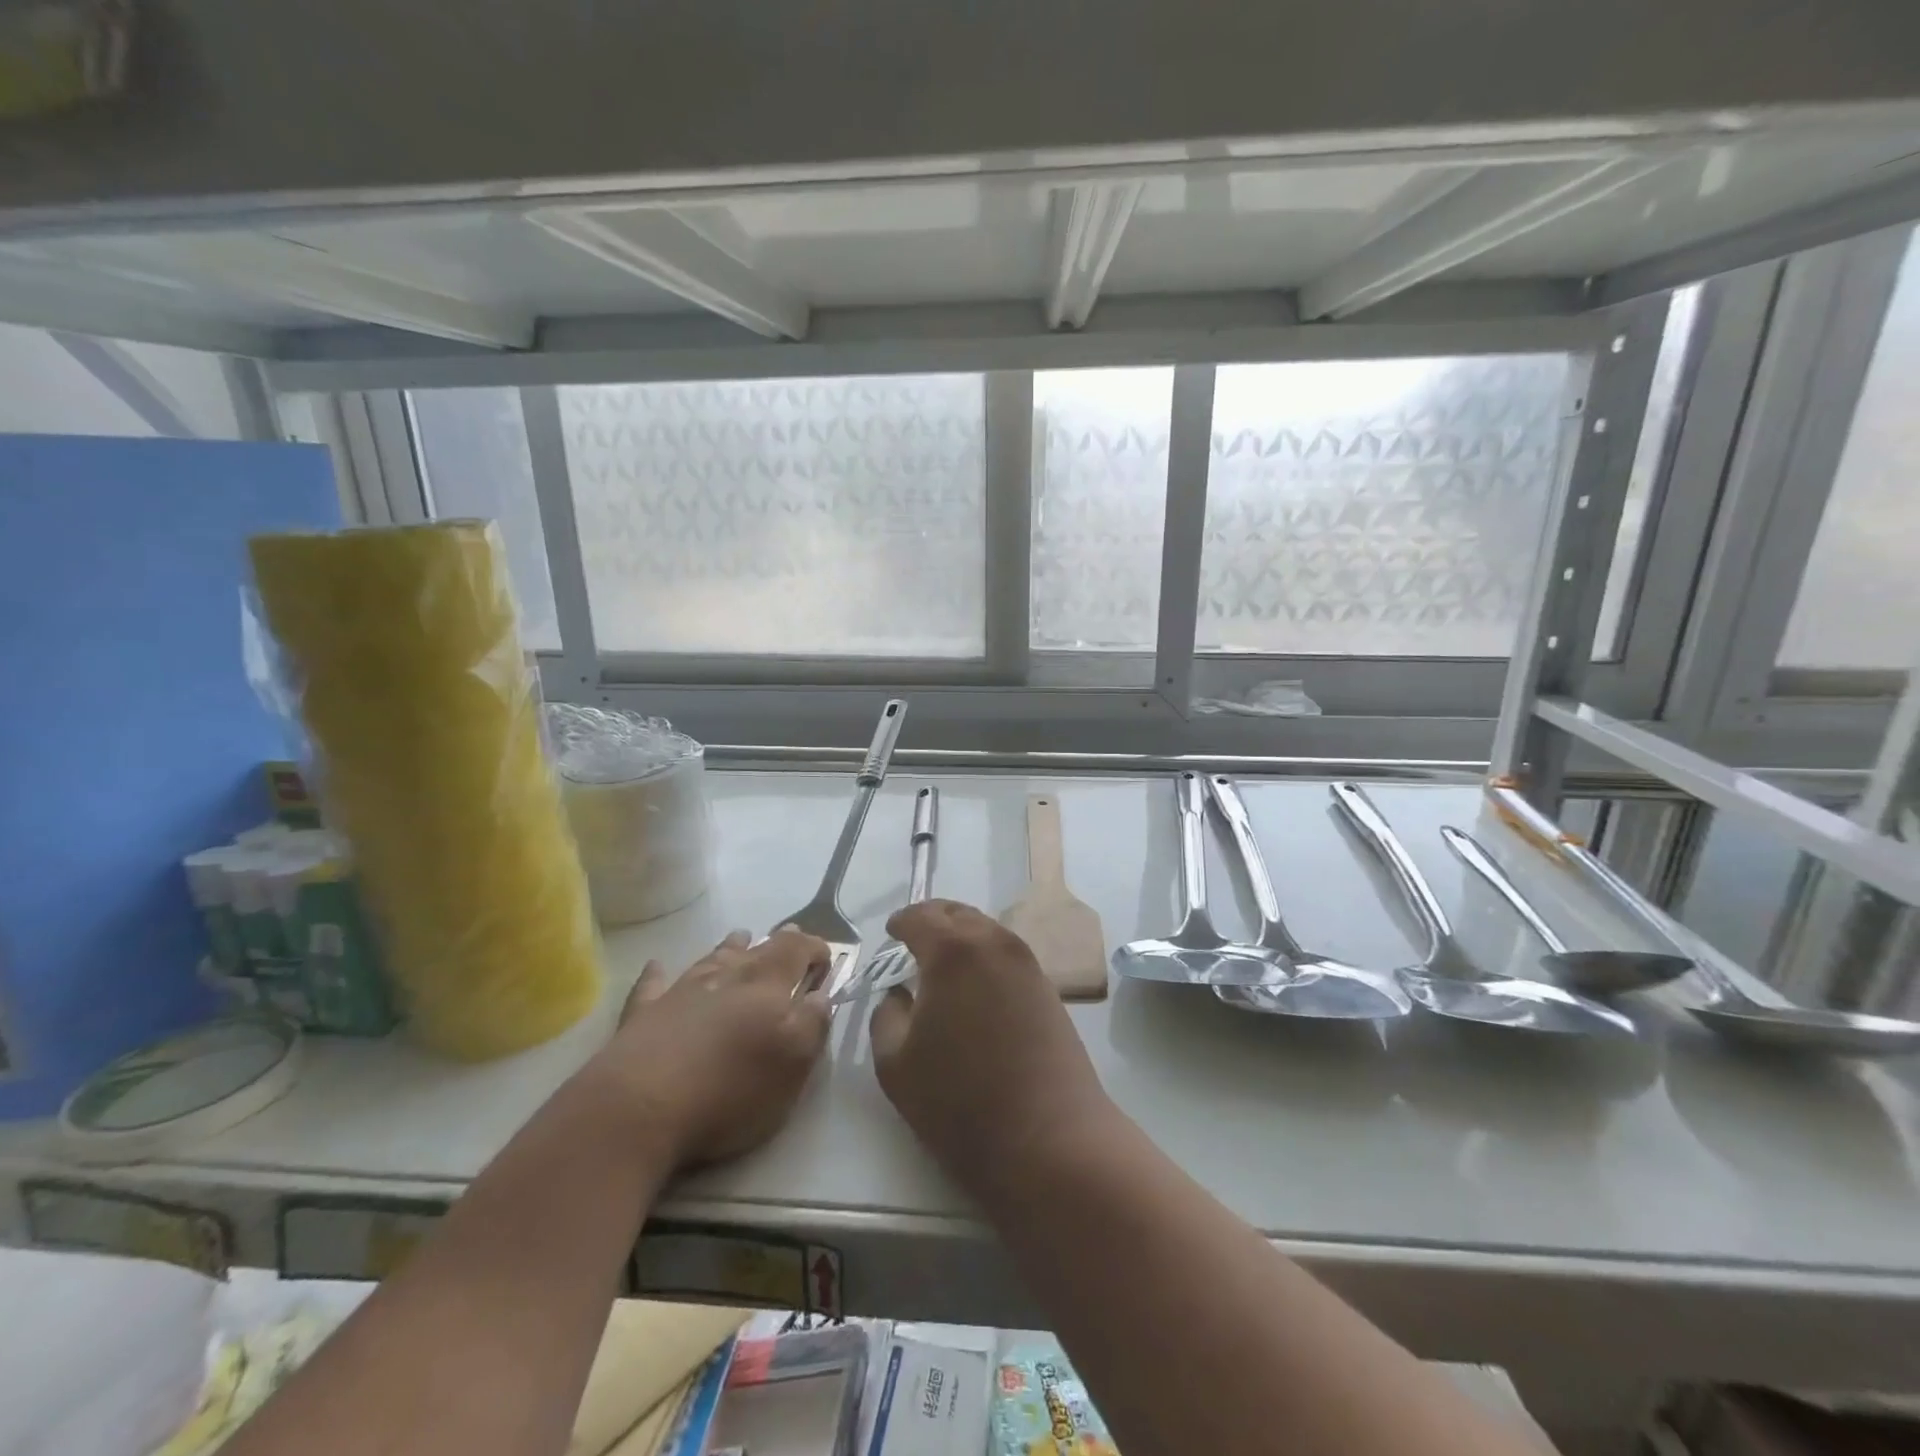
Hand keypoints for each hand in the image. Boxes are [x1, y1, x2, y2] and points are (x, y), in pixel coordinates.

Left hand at [586, 928, 831, 1170]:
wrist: (638, 1108)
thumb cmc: (729, 1088)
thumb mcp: (792, 1063)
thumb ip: (813, 1023)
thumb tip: (820, 994)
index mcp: (767, 984)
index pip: (796, 950)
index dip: (814, 948)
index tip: (827, 958)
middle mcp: (725, 977)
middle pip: (756, 950)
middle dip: (777, 942)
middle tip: (789, 935)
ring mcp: (680, 992)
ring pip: (711, 959)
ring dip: (729, 948)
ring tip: (740, 936)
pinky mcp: (642, 1016)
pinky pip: (653, 985)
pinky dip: (659, 974)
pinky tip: (657, 966)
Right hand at [869, 901, 1112, 1190]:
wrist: (1049, 1138)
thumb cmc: (961, 1103)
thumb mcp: (896, 1064)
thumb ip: (887, 1016)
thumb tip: (899, 993)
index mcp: (953, 952)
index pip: (921, 917)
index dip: (901, 922)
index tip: (890, 933)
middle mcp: (994, 944)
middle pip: (959, 913)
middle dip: (933, 920)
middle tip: (914, 939)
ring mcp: (1027, 964)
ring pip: (987, 930)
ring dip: (962, 936)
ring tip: (943, 962)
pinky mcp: (1048, 988)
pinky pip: (1007, 954)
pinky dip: (985, 955)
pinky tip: (976, 985)